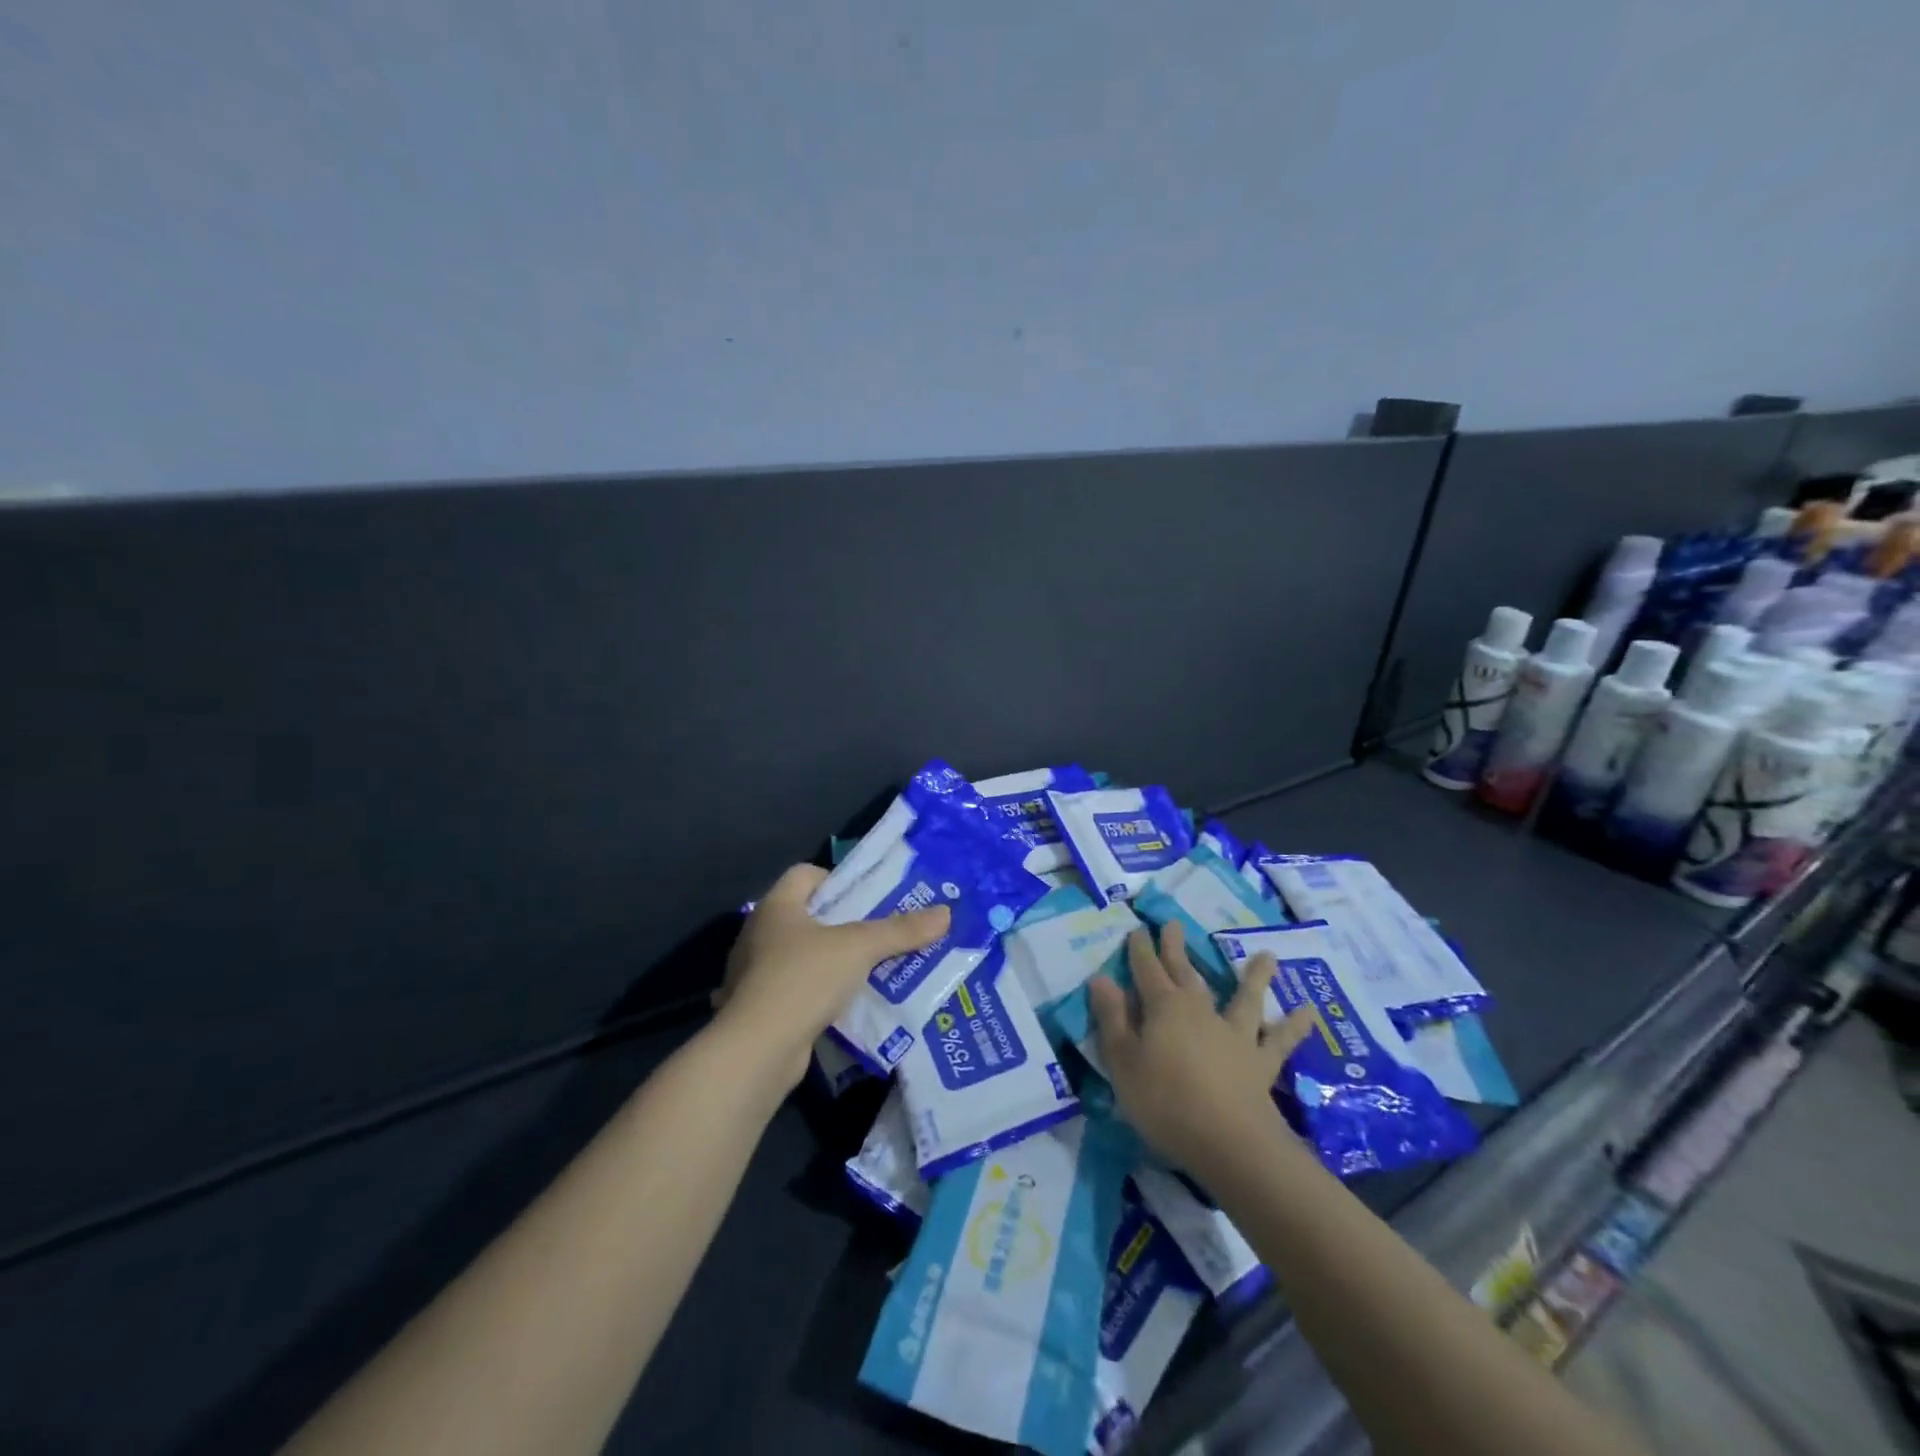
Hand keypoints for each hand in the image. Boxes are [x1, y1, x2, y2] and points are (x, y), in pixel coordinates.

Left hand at [710, 863, 950, 1089]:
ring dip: (835, 961)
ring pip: (804, 955)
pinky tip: (848, 1004)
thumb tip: (947, 913)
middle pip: (808, 915)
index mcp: (776, 906)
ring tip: (873, 969)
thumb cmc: (803, 979)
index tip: (868, 898)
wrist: (756, 1051)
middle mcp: (760, 933)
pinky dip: (821, 993)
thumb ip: (901, 930)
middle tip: (882, 932)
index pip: (805, 874)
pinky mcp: (759, 1008)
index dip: (838, 880)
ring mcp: (755, 973)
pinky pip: (797, 990)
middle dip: (845, 923)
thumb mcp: (859, 948)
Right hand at [1088, 921, 1315, 1175]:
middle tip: (1174, 923)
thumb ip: (1112, 1019)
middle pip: (1185, 972)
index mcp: (1163, 1007)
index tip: (1137, 929)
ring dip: (1254, 976)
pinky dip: (1295, 1026)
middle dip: (1177, 948)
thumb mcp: (1123, 1063)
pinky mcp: (1260, 1062)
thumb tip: (1102, 978)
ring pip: (1244, 998)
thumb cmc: (1165, 1102)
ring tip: (1267, 956)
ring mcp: (1233, 1034)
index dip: (1140, 950)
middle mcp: (1199, 1010)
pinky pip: (1280, 1040)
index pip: (1147, 970)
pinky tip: (1311, 1012)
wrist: (1229, 1142)